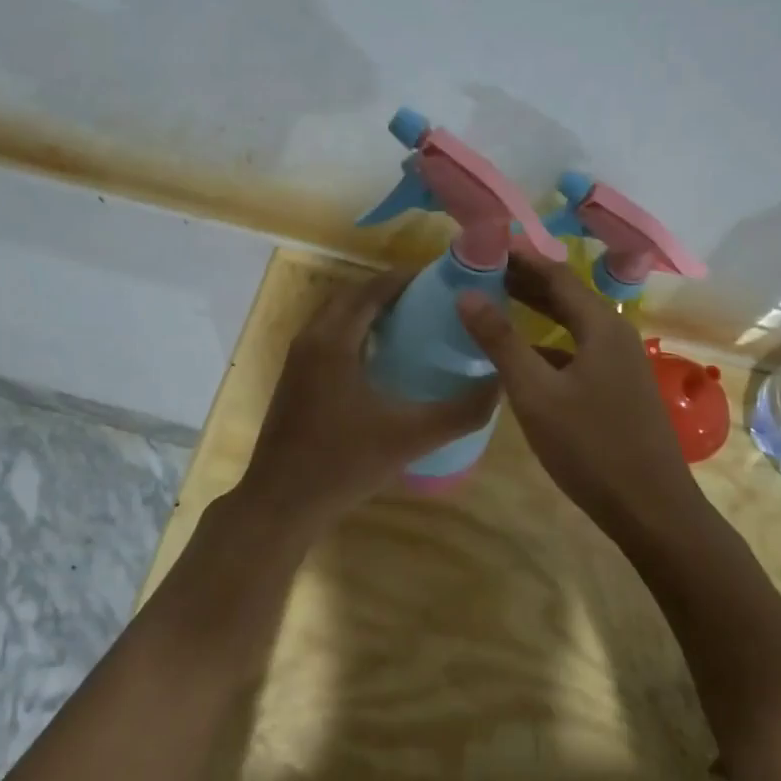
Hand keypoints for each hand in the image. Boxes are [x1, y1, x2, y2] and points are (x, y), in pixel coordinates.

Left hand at [240, 268, 500, 518]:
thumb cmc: (343, 464)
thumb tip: (499, 385)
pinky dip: (355, 330)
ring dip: (370, 310)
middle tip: (432, 299)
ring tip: (413, 321)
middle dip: (390, 290)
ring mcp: (298, 359)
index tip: (442, 278)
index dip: (407, 279)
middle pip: (353, 296)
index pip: (372, 290)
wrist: (281, 503)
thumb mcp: (410, 438)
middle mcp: (311, 338)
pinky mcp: (294, 378)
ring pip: (337, 316)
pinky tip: (382, 357)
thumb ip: (460, 413)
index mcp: (334, 341)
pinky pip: (328, 336)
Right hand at [456, 251, 699, 526]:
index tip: (485, 246)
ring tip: (498, 303)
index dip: (520, 257)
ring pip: (574, 324)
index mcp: (601, 325)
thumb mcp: (536, 393)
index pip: (556, 273)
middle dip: (526, 280)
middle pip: (567, 295)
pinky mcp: (620, 388)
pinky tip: (526, 357)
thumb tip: (466, 294)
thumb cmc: (590, 446)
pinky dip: (550, 342)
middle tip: (483, 271)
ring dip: (538, 311)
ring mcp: (622, 363)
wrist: (652, 509)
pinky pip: (580, 350)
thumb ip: (501, 341)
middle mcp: (616, 334)